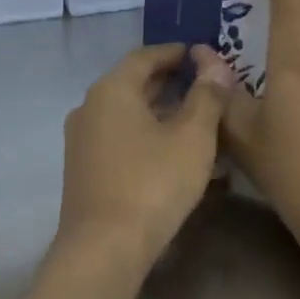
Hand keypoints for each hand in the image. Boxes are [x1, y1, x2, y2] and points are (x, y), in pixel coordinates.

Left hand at [57, 42, 232, 268]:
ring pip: (128, 115)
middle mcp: (89, 108)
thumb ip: (207, 97)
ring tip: (198, 120)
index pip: (144, 57)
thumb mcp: (192, 138)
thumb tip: (216, 65)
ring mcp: (83, 140)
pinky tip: (175, 153)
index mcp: (110, 90)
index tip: (200, 53)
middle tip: (204, 84)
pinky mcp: (85, 168)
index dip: (174, 53)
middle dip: (169, 83)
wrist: (103, 246)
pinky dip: (148, 137)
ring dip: (161, 113)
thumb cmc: (152, 183)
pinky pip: (121, 139)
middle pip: (133, 85)